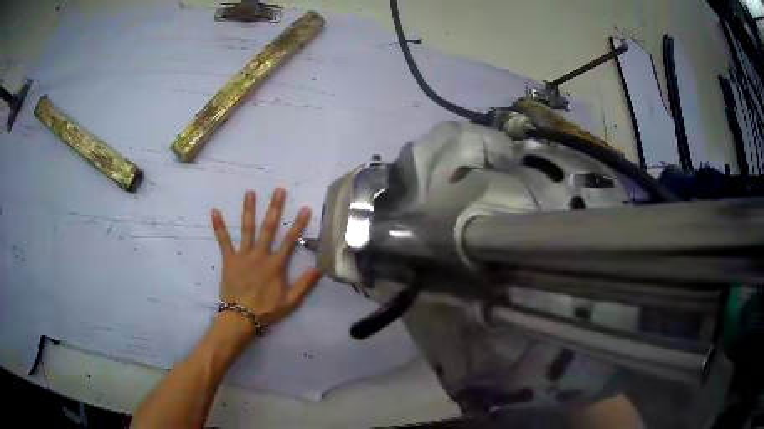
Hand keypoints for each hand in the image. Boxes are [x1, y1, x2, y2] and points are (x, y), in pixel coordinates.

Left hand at [211, 188, 322, 331]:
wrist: (240, 317)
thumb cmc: (266, 309)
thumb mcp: (290, 301)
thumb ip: (304, 284)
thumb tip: (320, 268)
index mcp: (275, 265)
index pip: (289, 240)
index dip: (298, 224)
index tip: (304, 208)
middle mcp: (260, 255)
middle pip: (268, 228)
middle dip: (274, 208)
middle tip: (278, 190)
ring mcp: (243, 255)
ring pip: (247, 229)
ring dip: (248, 210)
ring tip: (249, 192)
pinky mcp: (229, 259)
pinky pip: (223, 241)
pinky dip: (219, 227)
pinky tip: (215, 211)